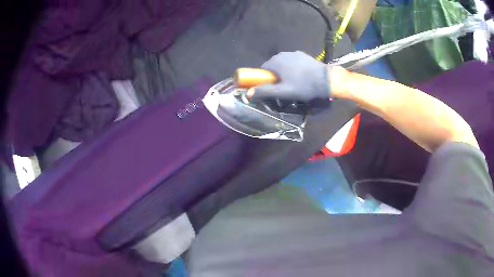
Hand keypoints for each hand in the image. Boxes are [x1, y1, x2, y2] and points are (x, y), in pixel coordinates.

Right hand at [248, 51, 331, 112]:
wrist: (326, 79)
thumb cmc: (304, 86)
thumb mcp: (284, 92)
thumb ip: (265, 91)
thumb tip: (248, 93)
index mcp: (275, 62)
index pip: (262, 69)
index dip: (264, 79)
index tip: (271, 87)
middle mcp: (282, 54)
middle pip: (272, 65)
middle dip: (275, 75)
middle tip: (283, 87)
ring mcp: (293, 53)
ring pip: (283, 63)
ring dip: (284, 71)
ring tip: (293, 82)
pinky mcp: (302, 54)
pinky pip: (292, 61)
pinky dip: (292, 67)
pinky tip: (300, 75)